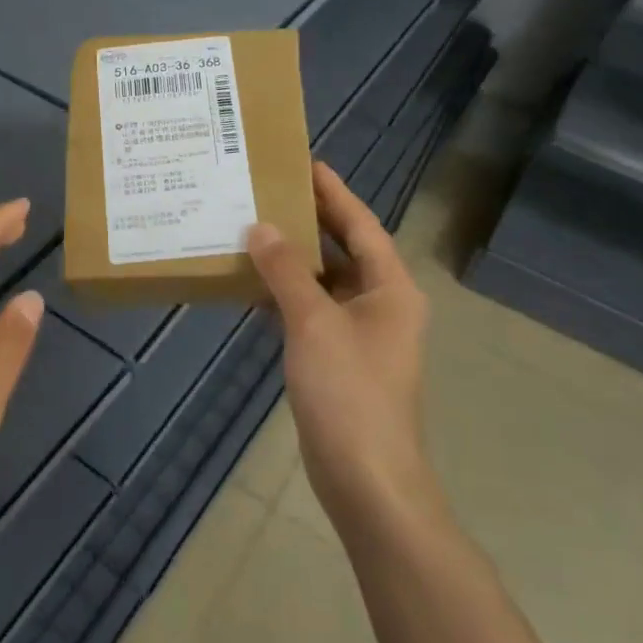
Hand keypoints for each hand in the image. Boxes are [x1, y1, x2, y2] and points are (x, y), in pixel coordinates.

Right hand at [247, 163, 439, 536]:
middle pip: (344, 250)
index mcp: (391, 288)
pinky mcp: (338, 360)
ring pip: (324, 283)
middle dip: (310, 221)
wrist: (366, 479)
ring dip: (292, 260)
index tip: (305, 163)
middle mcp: (381, 304)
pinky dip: (285, 297)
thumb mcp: (314, 324)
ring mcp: (360, 335)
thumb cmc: (349, 393)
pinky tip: (252, 286)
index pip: (361, 225)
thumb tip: (260, 228)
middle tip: (269, 191)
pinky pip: (311, 312)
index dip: (334, 192)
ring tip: (252, 230)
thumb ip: (286, 272)